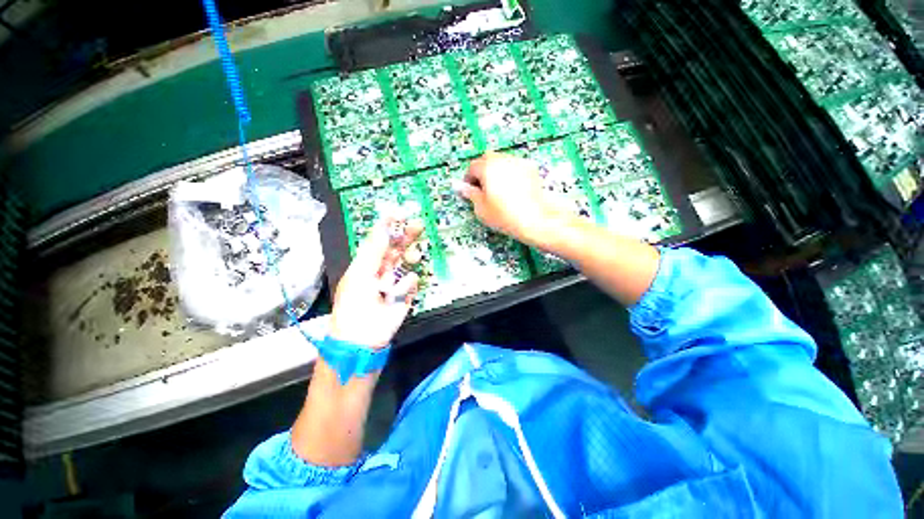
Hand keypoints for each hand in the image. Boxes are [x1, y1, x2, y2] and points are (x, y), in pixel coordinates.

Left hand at [329, 215, 422, 348]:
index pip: (379, 239)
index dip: (388, 226)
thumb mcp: (359, 275)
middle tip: (418, 225)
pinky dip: (407, 285)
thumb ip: (373, 252)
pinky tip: (397, 293)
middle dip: (407, 236)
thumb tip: (383, 228)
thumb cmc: (354, 305)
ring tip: (413, 257)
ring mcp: (396, 281)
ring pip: (407, 262)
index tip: (400, 213)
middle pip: (397, 248)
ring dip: (411, 256)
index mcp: (367, 262)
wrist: (362, 340)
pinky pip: (412, 282)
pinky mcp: (406, 295)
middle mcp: (382, 269)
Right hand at [456, 152, 562, 246]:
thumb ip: (470, 194)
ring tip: (498, 190)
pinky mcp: (531, 169)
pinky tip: (512, 190)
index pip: (472, 167)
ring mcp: (519, 163)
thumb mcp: (481, 208)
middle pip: (487, 159)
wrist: (535, 220)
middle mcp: (503, 160)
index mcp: (488, 168)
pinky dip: (510, 173)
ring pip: (502, 161)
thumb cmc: (505, 216)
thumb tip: (461, 187)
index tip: (469, 190)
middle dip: (482, 171)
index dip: (468, 179)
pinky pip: (515, 166)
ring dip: (496, 171)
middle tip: (482, 188)